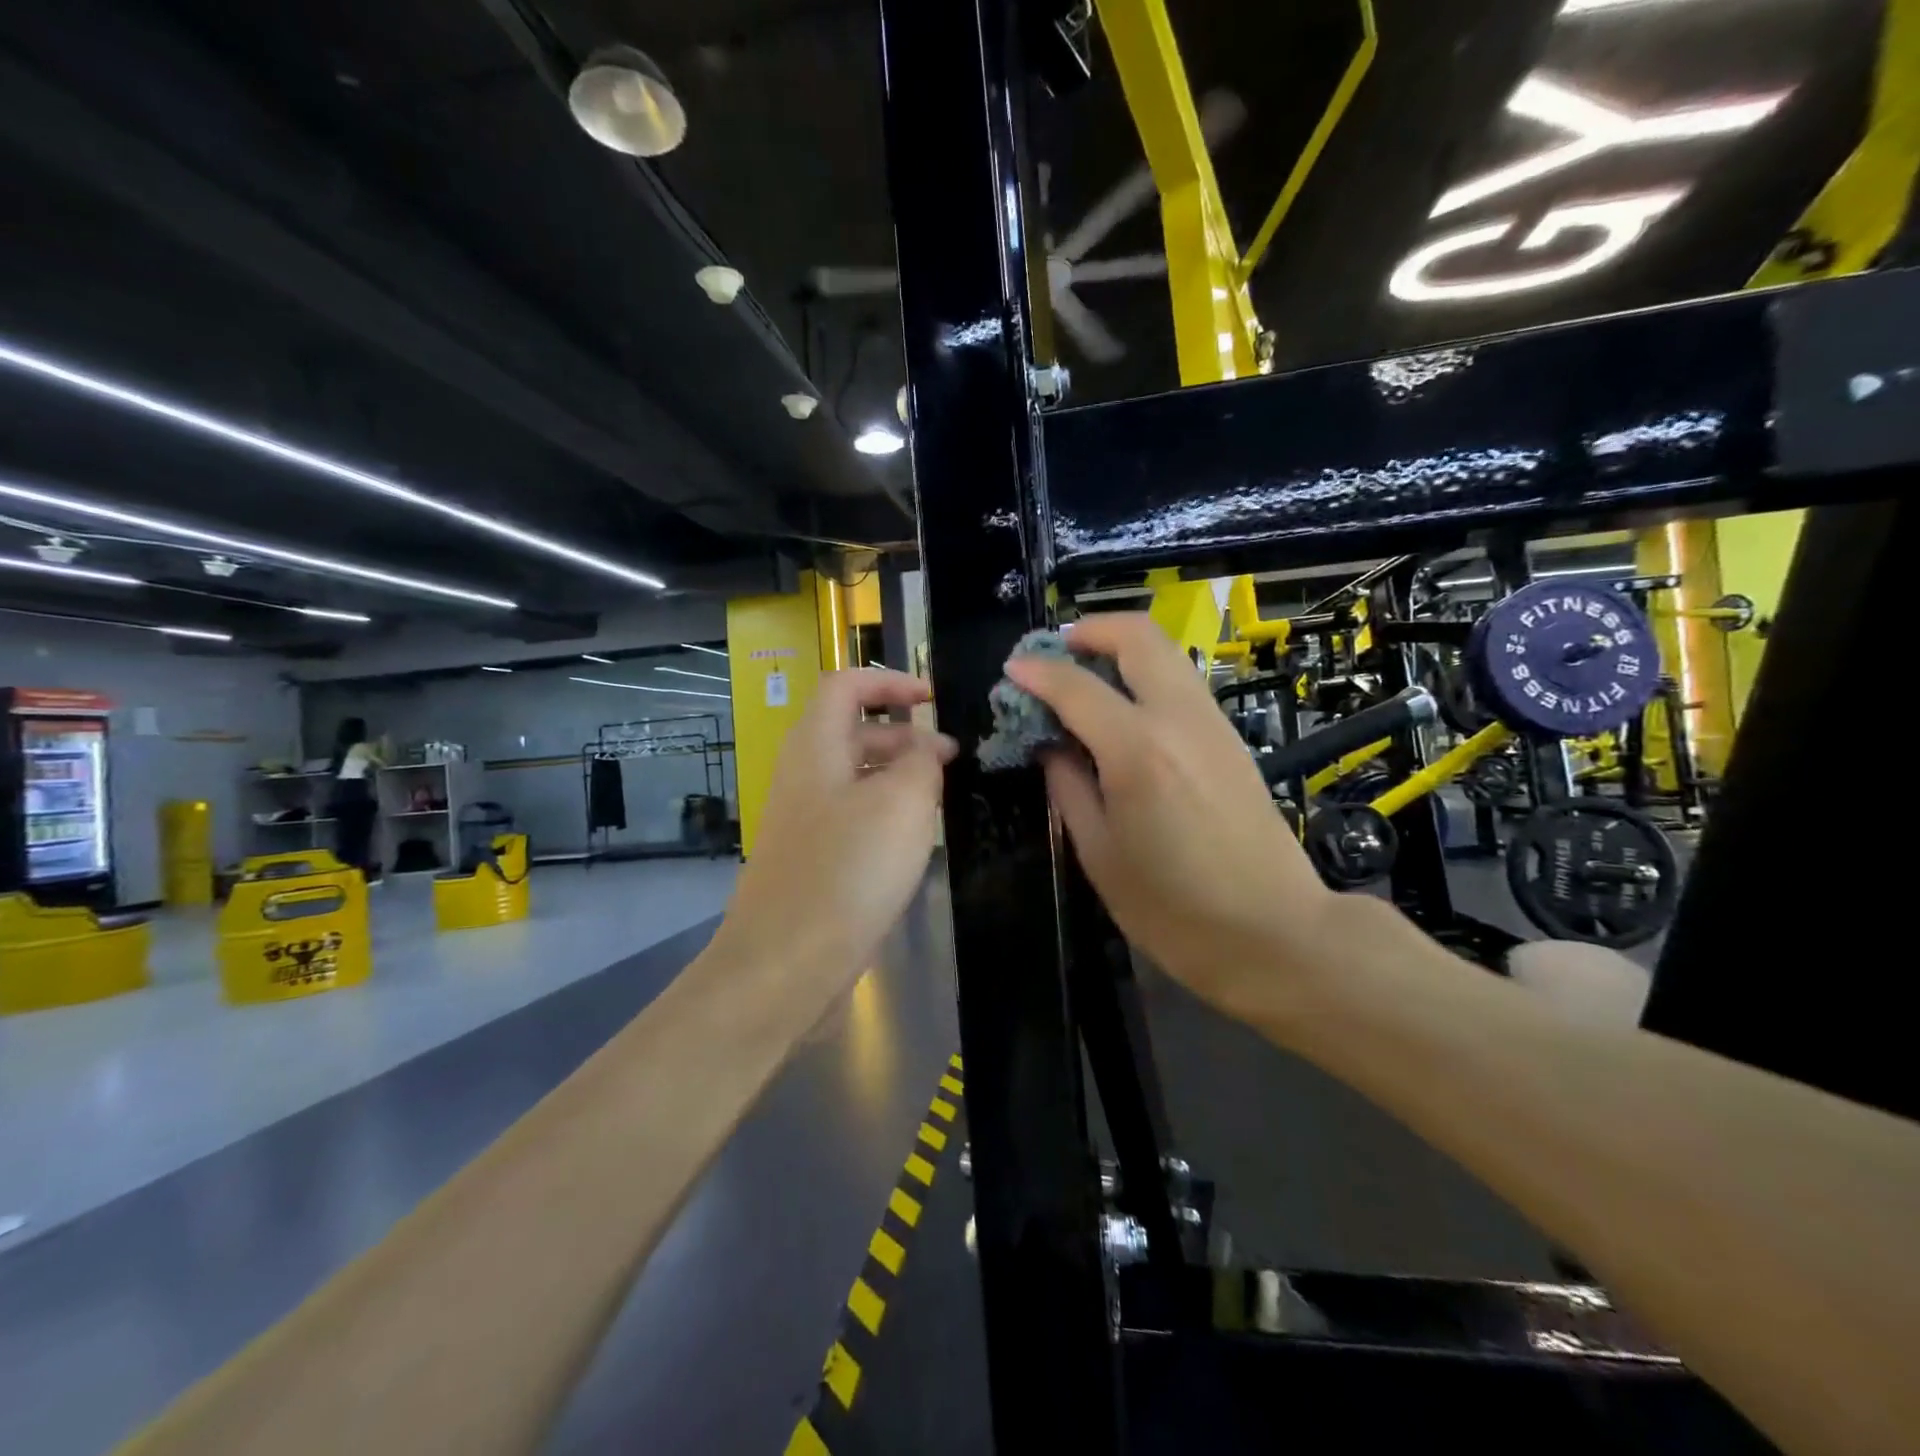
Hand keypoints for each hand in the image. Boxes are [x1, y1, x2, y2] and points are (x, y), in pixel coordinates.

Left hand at [715, 668, 956, 983]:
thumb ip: (920, 762)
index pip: (846, 685)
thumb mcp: (901, 802)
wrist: (787, 963)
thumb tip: (923, 749)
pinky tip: (915, 839)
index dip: (890, 681)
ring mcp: (805, 819)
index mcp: (816, 746)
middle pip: (853, 730)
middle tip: (951, 757)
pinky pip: (854, 816)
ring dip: (899, 775)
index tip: (933, 698)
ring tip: (941, 797)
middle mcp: (804, 774)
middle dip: (904, 734)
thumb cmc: (849, 869)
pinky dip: (886, 813)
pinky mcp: (813, 857)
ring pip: (856, 777)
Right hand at [1004, 614, 1336, 1011]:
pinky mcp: (1231, 739)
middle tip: (1056, 653)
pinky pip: (1182, 684)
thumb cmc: (1174, 909)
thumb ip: (1069, 788)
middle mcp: (1179, 719)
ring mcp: (1213, 724)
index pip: (1076, 686)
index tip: (1012, 670)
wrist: (1275, 933)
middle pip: (1138, 636)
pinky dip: (1146, 677)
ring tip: (1085, 680)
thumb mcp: (1100, 855)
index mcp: (1138, 750)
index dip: (1037, 672)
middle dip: (1091, 631)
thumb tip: (1051, 747)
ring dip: (1120, 650)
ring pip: (1166, 654)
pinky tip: (1123, 713)